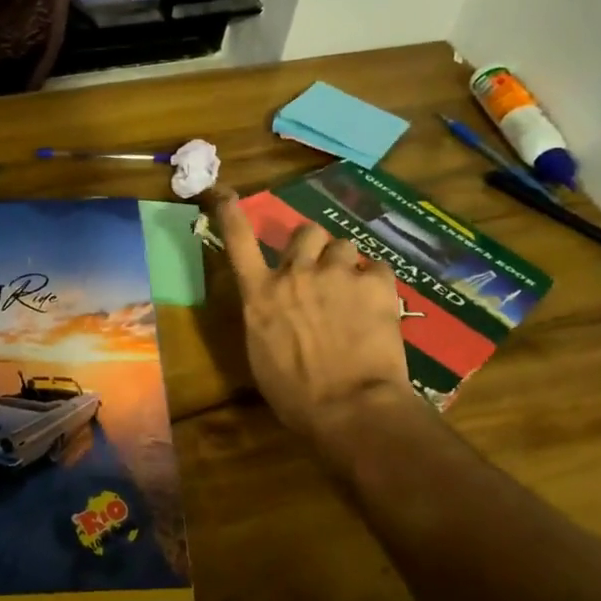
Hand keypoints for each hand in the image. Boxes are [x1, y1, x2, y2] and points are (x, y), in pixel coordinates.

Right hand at [210, 190, 431, 472]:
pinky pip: (378, 268)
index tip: (223, 193)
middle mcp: (295, 274)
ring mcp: (336, 275)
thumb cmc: (296, 394)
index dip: (229, 211)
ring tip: (353, 292)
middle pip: (306, 232)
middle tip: (320, 271)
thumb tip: (275, 308)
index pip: (238, 239)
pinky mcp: (375, 284)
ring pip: (343, 246)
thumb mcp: (262, 354)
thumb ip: (266, 317)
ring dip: (345, 264)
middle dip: (313, 246)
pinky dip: (376, 283)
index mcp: (260, 294)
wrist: (350, 408)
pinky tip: (378, 307)